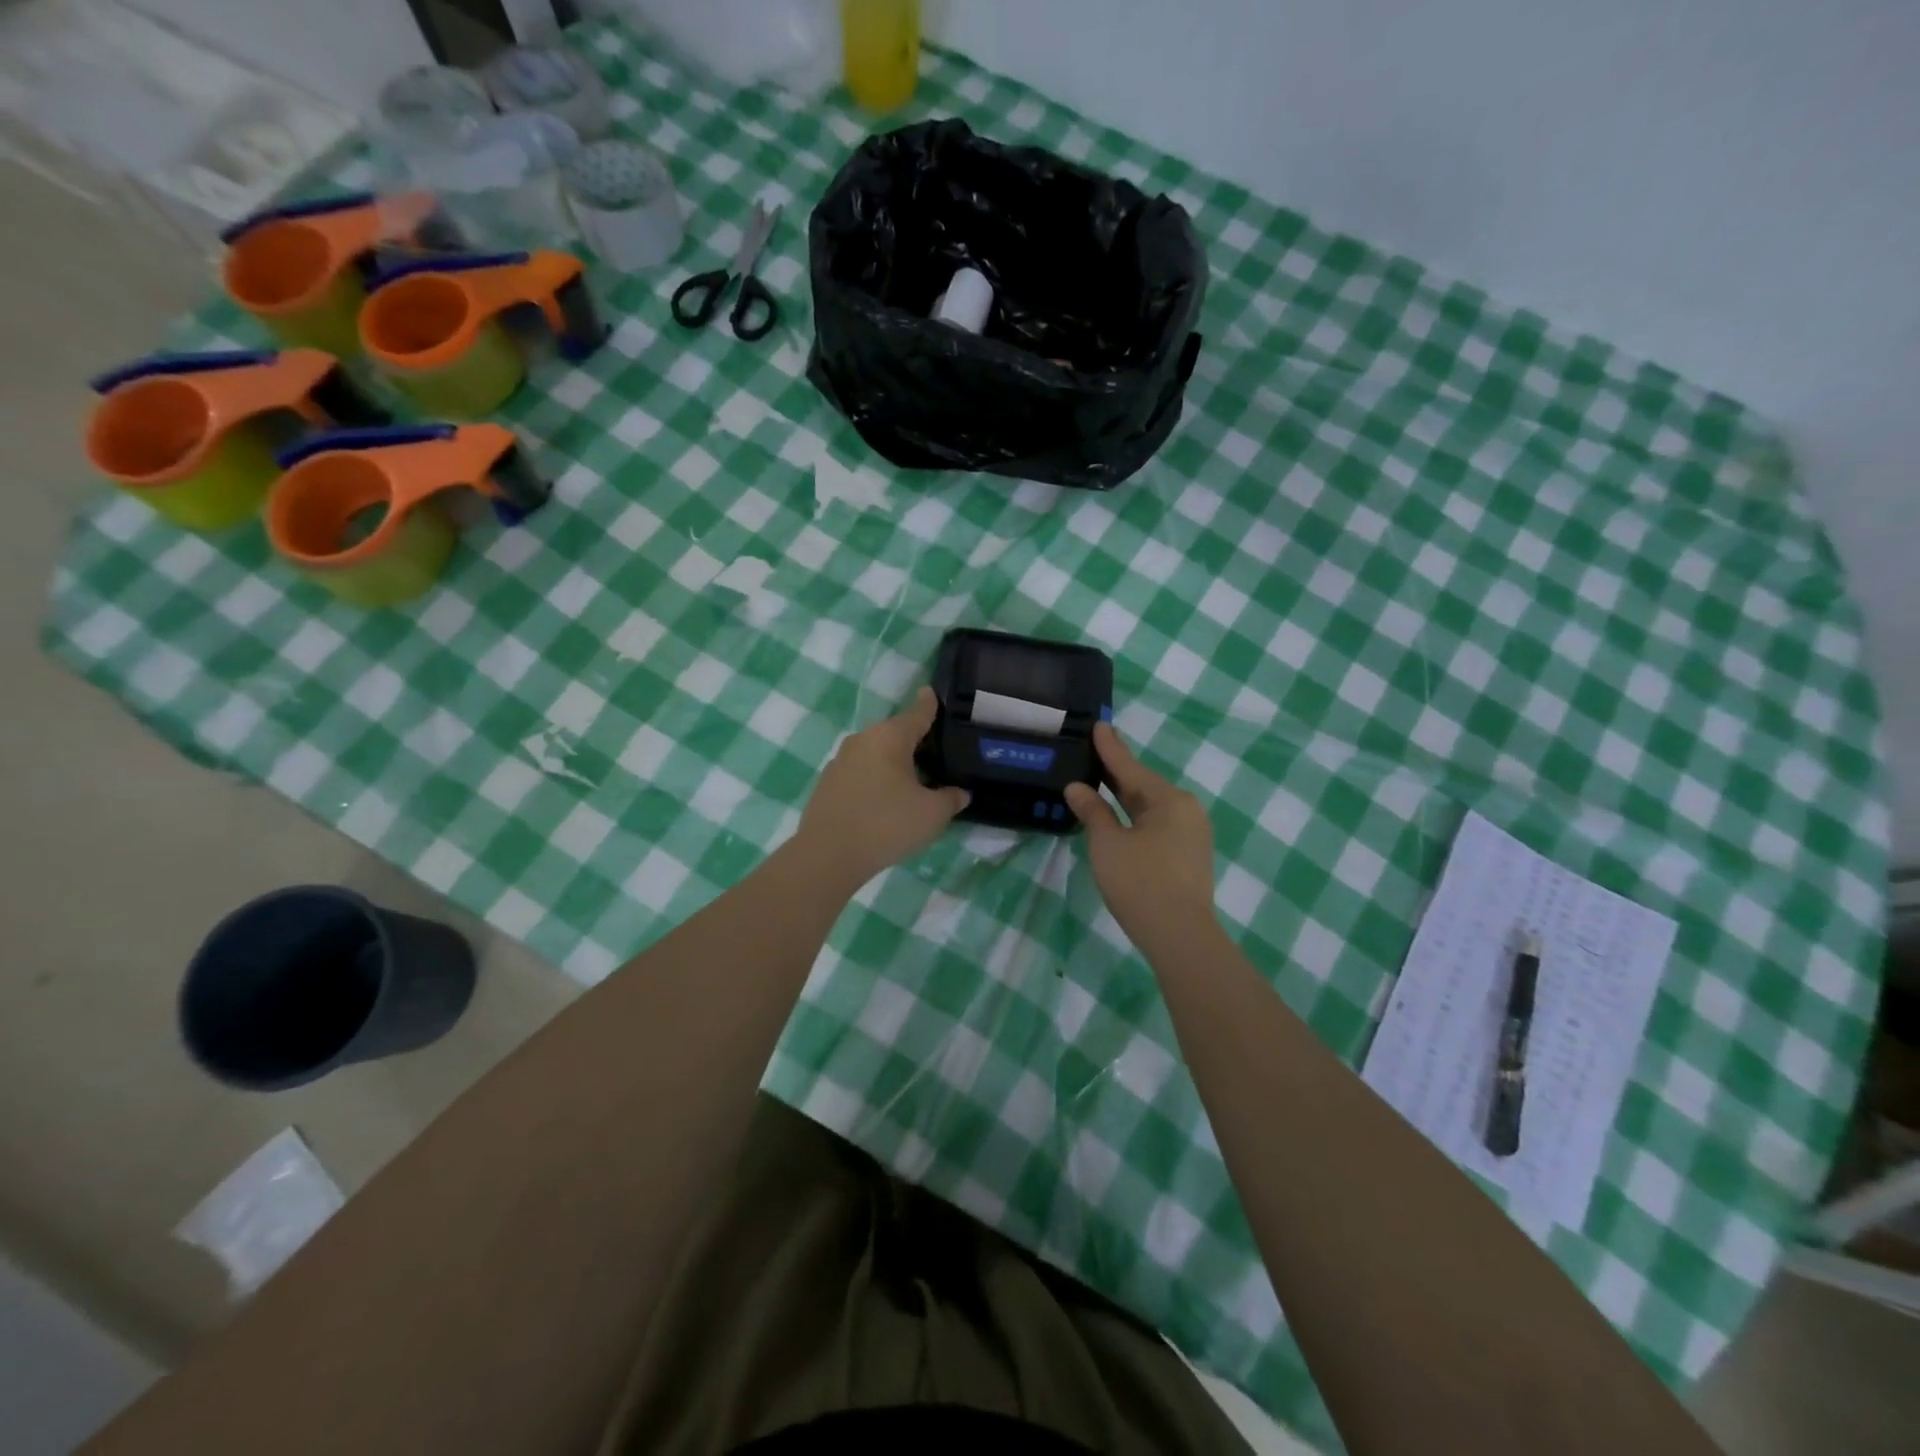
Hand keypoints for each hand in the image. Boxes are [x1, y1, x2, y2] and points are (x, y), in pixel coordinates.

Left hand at [795, 687, 969, 889]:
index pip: (917, 713)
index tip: (932, 693)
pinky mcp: (827, 783)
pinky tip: (885, 800)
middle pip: (894, 733)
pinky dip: (875, 779)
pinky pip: (860, 772)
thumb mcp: (932, 814)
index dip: (929, 704)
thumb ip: (950, 799)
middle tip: (935, 753)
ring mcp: (840, 761)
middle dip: (914, 740)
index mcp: (889, 737)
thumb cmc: (887, 824)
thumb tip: (960, 793)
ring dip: (893, 762)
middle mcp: (862, 740)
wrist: (828, 855)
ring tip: (912, 780)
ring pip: (875, 753)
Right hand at [1065, 723, 1218, 946]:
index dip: (1110, 748)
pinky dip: (1135, 817)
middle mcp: (1186, 810)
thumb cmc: (1140, 883)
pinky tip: (1119, 816)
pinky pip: (1157, 825)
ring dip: (1125, 797)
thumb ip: (1093, 812)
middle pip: (1143, 786)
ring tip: (1100, 781)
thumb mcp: (1108, 844)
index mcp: (1169, 800)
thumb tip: (1077, 787)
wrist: (1180, 936)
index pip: (1131, 768)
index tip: (1099, 725)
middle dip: (1117, 772)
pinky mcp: (1189, 855)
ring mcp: (1192, 834)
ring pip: (1151, 807)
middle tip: (1094, 751)